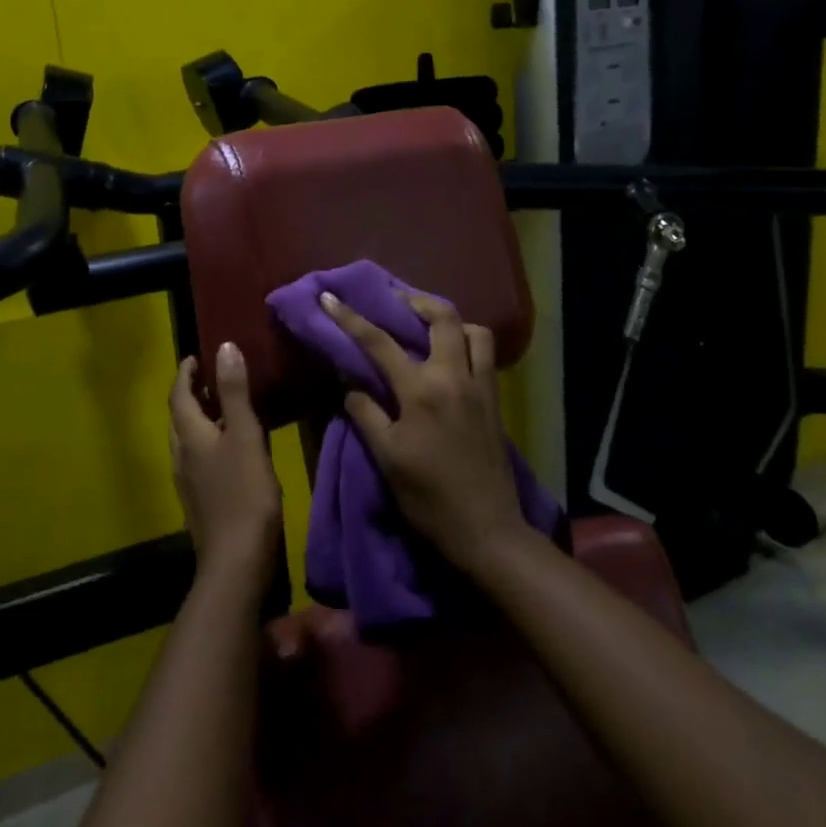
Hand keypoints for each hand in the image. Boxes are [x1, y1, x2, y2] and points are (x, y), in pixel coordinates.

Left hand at [168, 342, 281, 589]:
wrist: (236, 561)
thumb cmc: (244, 493)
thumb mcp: (244, 436)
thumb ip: (235, 393)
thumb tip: (223, 347)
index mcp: (189, 436)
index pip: (179, 395)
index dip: (185, 374)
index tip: (195, 356)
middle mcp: (181, 455)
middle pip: (179, 417)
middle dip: (190, 394)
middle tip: (210, 378)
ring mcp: (188, 481)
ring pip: (187, 439)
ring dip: (200, 418)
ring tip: (223, 407)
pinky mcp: (200, 500)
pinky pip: (198, 458)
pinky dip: (208, 441)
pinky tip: (230, 448)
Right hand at [320, 291, 526, 572]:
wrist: (486, 529)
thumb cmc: (428, 497)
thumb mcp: (386, 457)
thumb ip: (367, 414)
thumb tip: (352, 385)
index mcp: (421, 391)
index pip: (379, 342)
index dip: (351, 317)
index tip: (330, 297)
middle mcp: (454, 377)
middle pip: (442, 317)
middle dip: (415, 300)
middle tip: (394, 300)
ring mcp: (481, 386)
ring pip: (474, 330)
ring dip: (450, 320)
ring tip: (427, 327)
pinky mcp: (495, 399)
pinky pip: (485, 354)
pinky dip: (467, 342)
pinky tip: (450, 357)